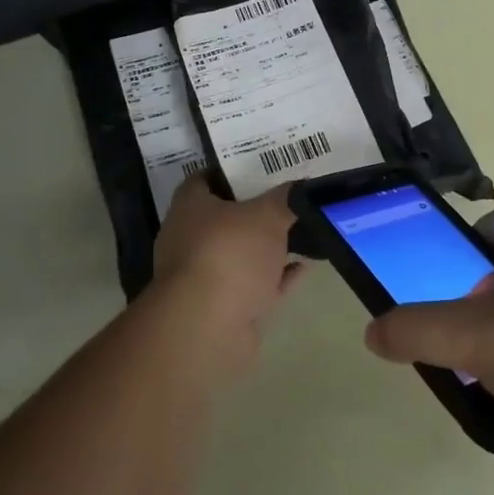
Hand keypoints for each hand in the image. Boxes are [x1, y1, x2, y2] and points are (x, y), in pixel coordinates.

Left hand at [144, 174, 304, 382]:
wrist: (208, 327)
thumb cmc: (230, 253)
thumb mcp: (267, 215)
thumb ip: (286, 199)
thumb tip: (301, 187)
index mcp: (190, 207)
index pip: (205, 178)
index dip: (232, 171)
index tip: (263, 167)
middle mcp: (190, 238)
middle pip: (225, 217)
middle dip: (255, 210)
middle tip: (288, 198)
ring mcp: (205, 276)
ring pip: (241, 254)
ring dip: (267, 248)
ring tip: (302, 232)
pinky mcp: (222, 308)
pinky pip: (254, 285)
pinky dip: (276, 278)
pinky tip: (304, 268)